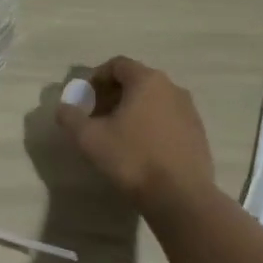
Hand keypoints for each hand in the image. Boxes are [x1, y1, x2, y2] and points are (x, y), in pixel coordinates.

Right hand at [57, 56, 215, 206]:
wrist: (181, 197)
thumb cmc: (132, 158)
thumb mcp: (89, 138)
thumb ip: (70, 117)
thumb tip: (63, 108)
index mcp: (147, 80)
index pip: (117, 65)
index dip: (96, 78)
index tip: (84, 99)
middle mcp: (172, 88)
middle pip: (136, 81)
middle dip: (112, 95)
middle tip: (96, 117)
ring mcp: (189, 111)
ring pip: (153, 101)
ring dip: (132, 110)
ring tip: (117, 134)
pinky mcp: (198, 134)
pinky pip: (168, 119)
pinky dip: (150, 125)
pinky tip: (141, 149)